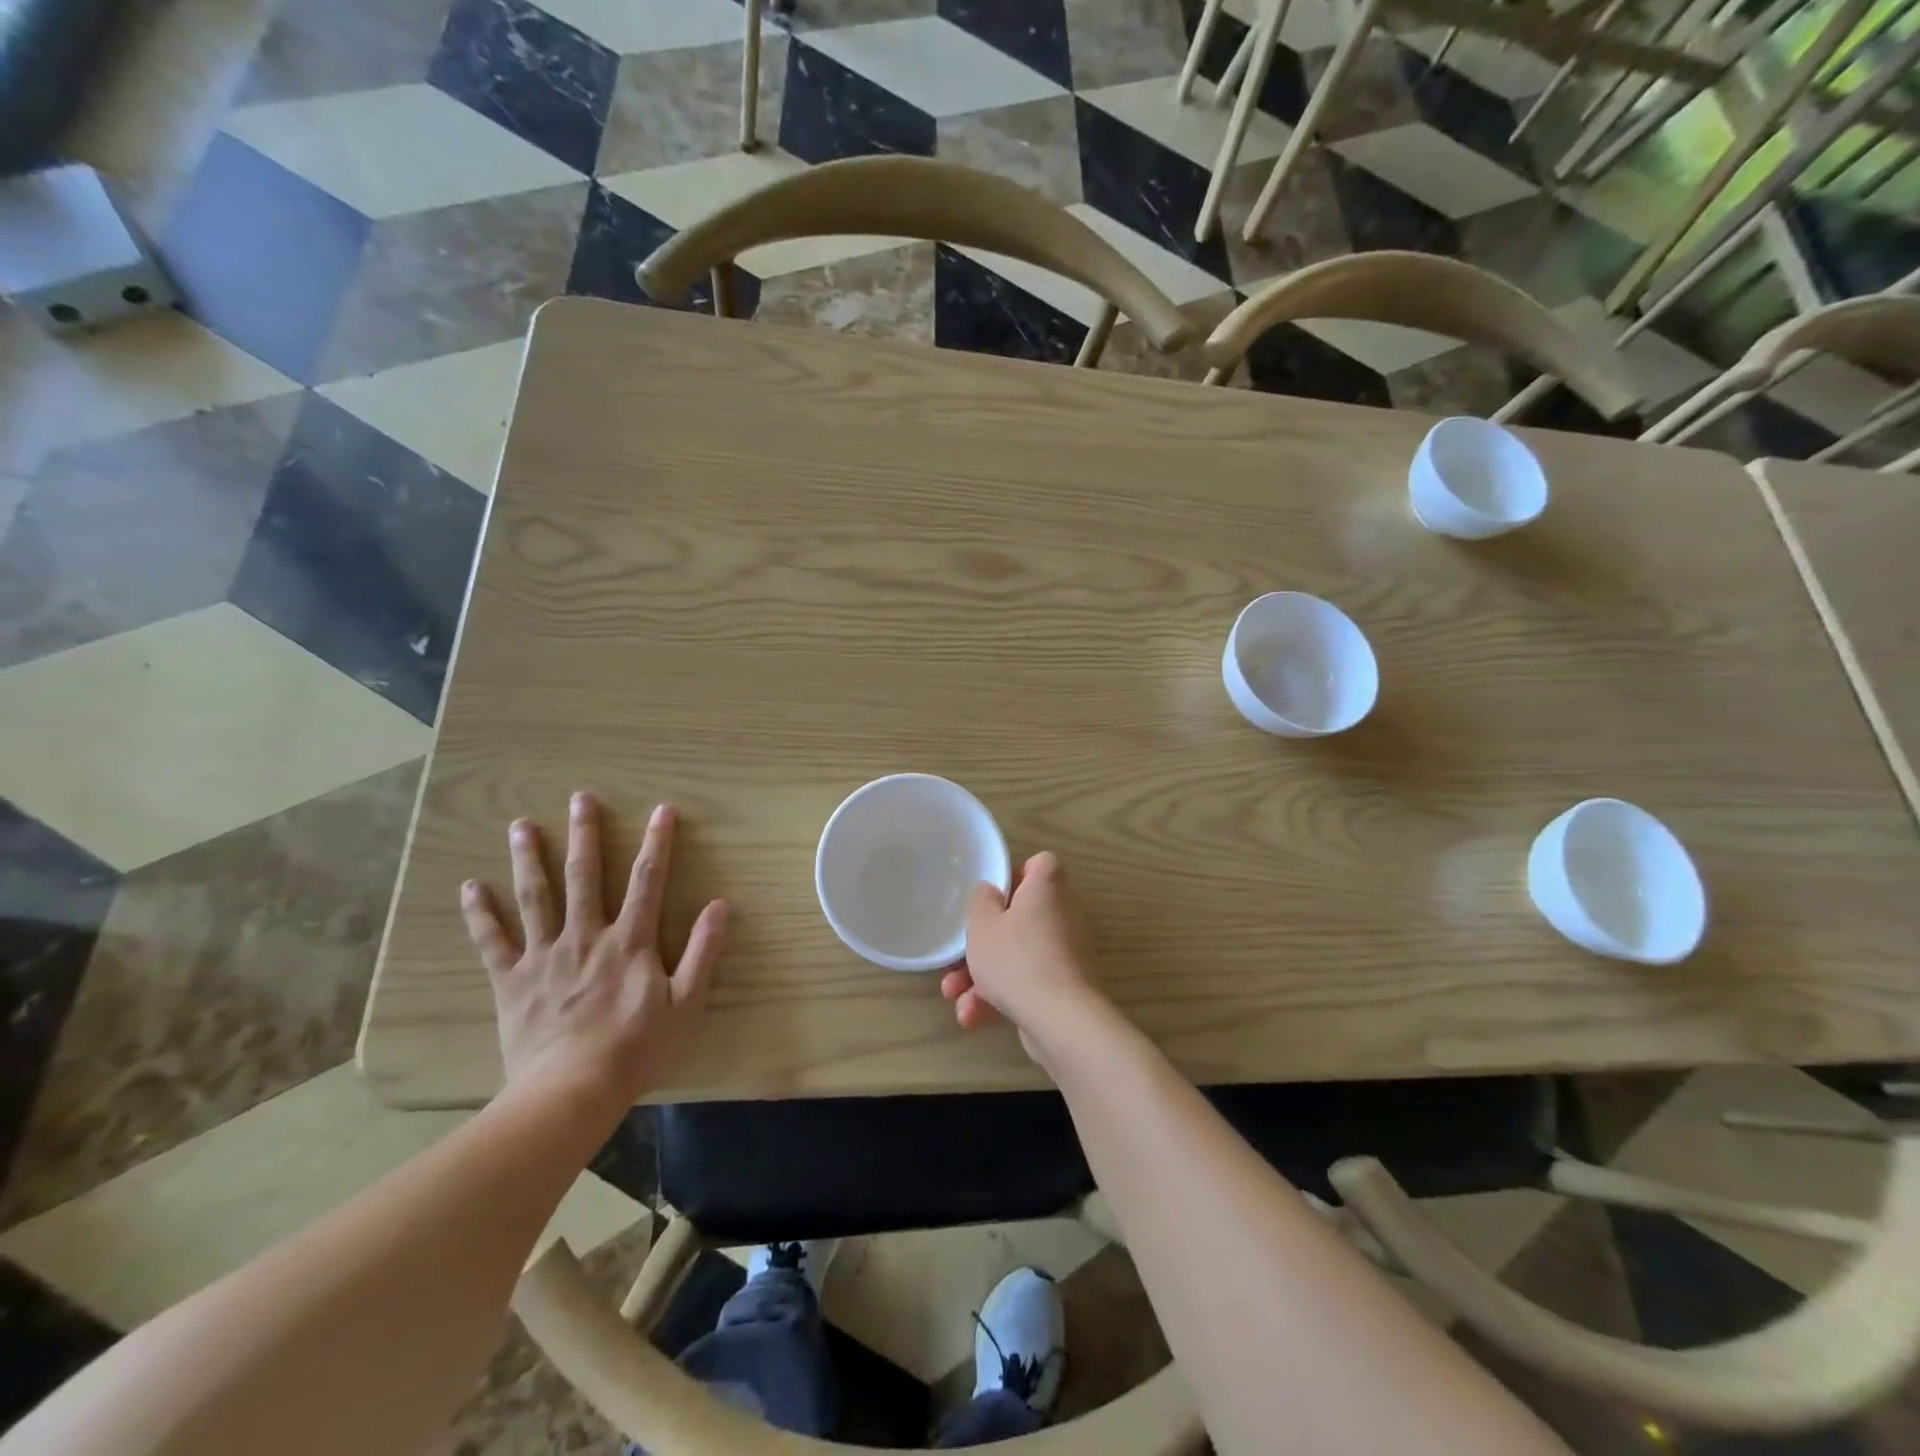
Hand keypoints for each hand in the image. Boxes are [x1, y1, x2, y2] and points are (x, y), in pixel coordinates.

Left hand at [462, 794, 726, 1108]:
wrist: (571, 1092)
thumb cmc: (637, 1049)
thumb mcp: (687, 1003)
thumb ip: (703, 951)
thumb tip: (720, 905)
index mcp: (630, 941)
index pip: (647, 880)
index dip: (657, 843)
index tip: (662, 810)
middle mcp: (586, 936)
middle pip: (585, 876)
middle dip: (586, 834)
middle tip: (581, 798)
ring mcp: (545, 956)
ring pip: (536, 897)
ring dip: (529, 859)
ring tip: (521, 825)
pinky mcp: (512, 981)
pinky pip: (493, 942)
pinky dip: (481, 914)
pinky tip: (471, 887)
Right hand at [941, 851, 1101, 1054]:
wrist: (1061, 1020)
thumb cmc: (1016, 959)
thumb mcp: (983, 925)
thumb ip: (981, 901)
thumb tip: (992, 893)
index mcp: (1048, 888)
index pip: (1040, 864)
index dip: (1014, 876)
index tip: (991, 899)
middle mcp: (1064, 914)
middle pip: (1020, 917)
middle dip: (983, 943)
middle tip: (958, 959)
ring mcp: (1067, 953)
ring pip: (1018, 955)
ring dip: (983, 977)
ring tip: (955, 997)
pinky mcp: (1065, 987)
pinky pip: (1028, 982)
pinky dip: (1001, 997)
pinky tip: (973, 1017)